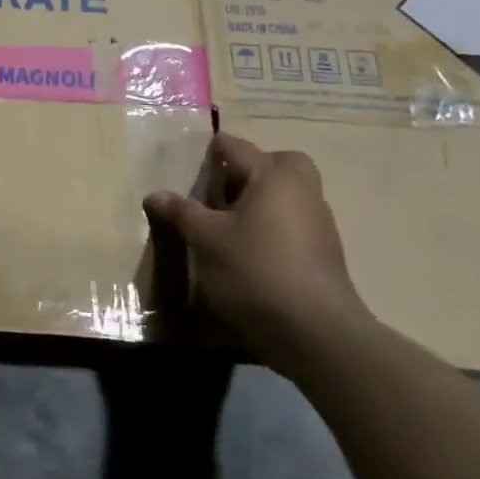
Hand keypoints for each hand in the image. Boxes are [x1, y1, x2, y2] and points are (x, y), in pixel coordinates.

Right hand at [144, 134, 368, 372]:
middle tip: (219, 191)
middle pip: (276, 163)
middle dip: (248, 170)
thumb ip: (181, 212)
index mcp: (273, 176)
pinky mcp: (324, 252)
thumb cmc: (254, 269)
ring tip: (226, 224)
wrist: (314, 331)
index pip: (236, 147)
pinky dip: (271, 226)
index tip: (187, 164)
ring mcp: (318, 222)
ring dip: (260, 200)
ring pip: (287, 194)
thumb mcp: (205, 239)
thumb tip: (155, 194)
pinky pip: (292, 222)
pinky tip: (248, 251)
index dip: (209, 151)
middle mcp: (301, 190)